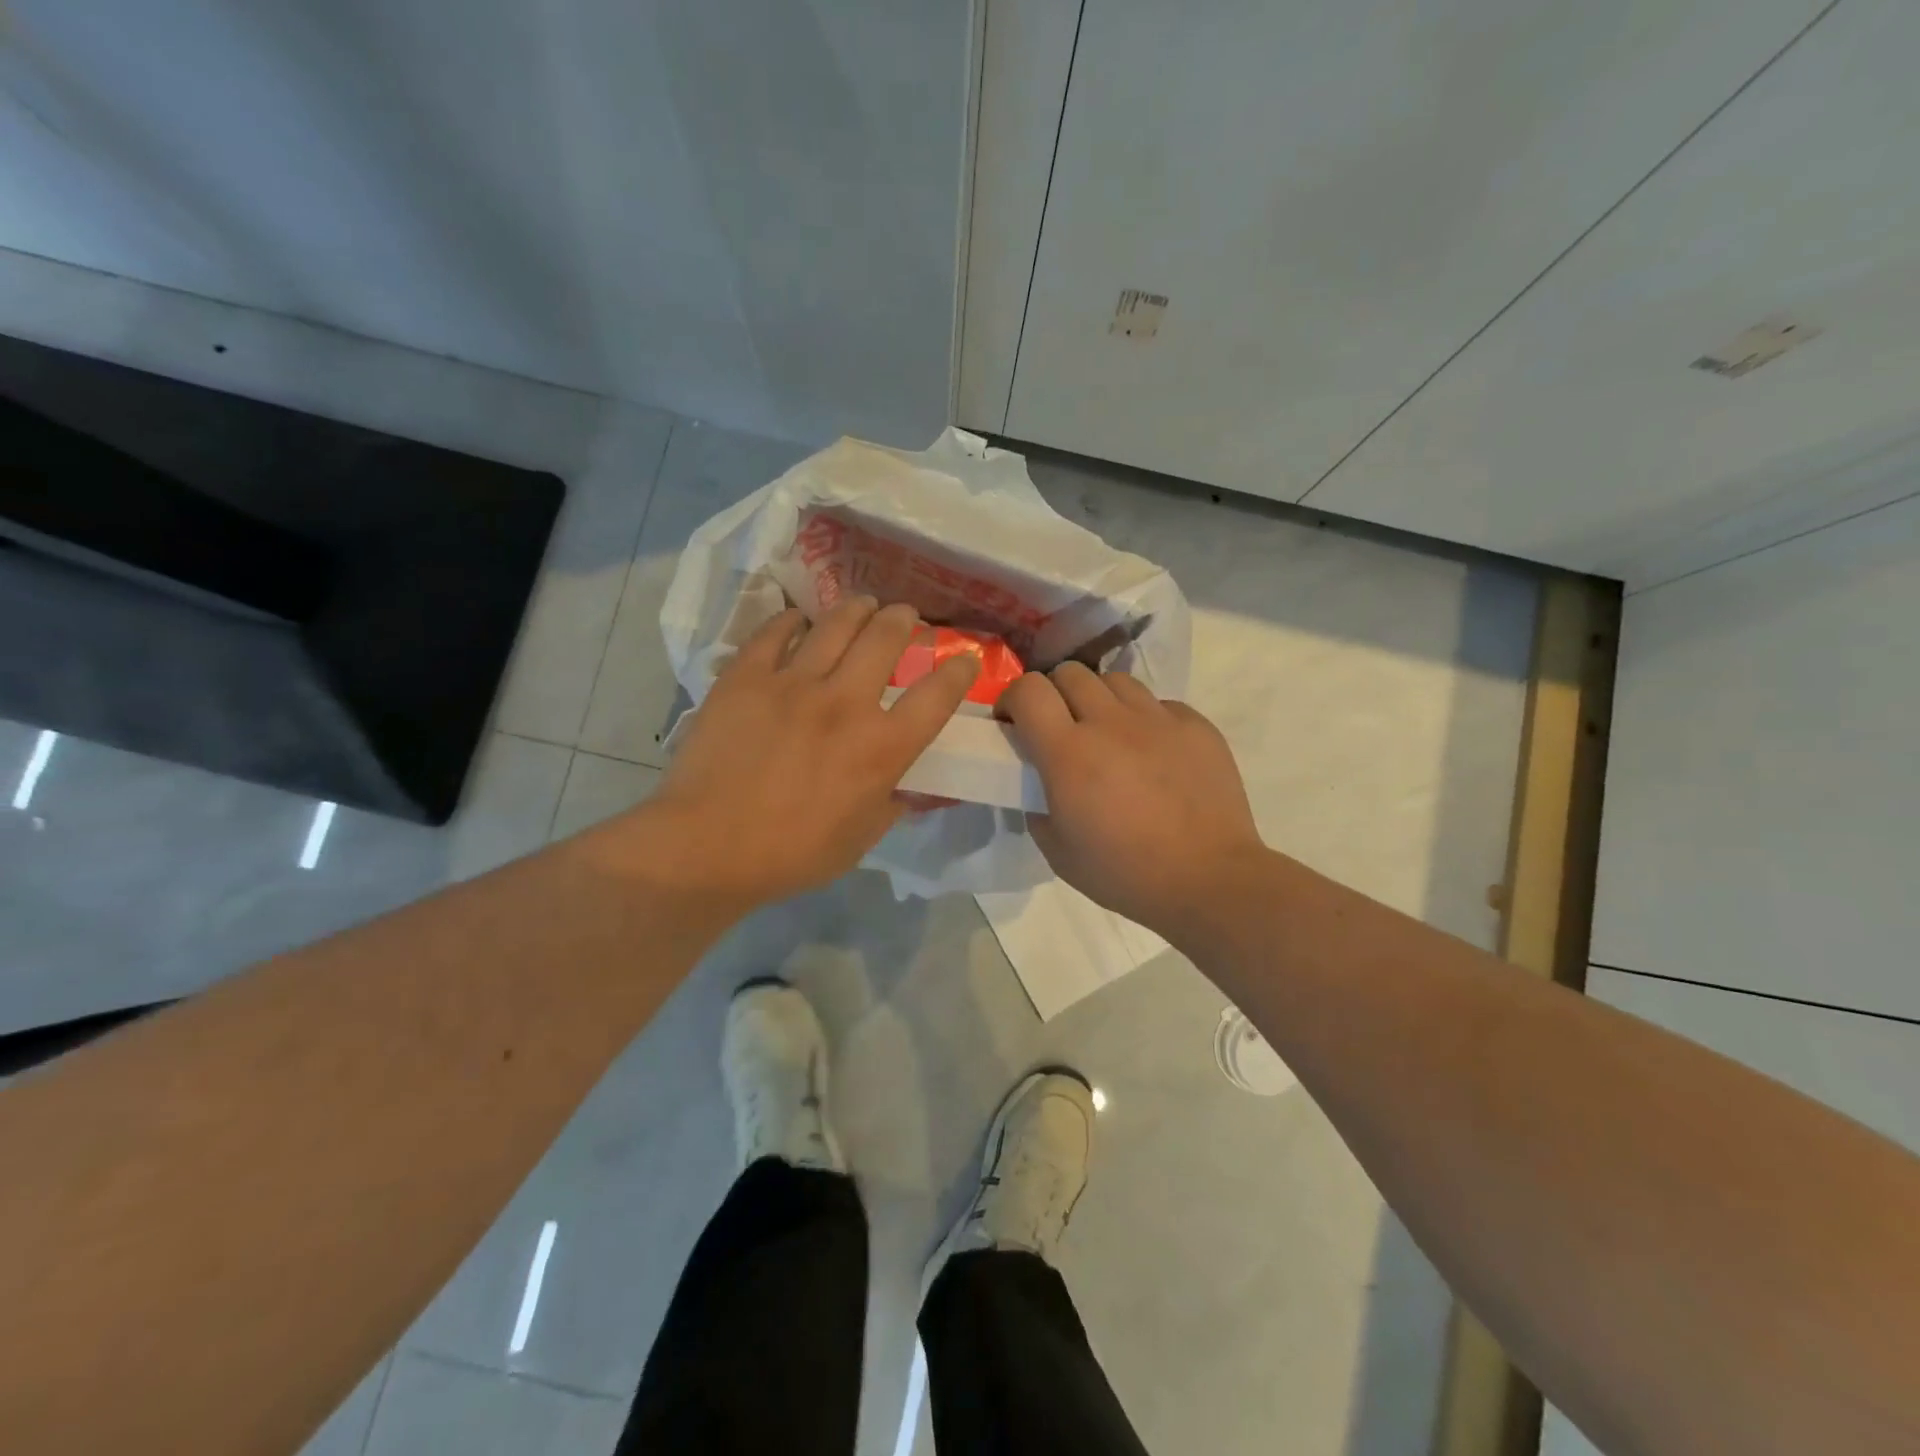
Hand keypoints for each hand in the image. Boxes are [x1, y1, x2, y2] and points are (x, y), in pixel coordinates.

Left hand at [639, 597, 977, 907]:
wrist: (707, 846)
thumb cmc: (793, 853)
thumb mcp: (862, 838)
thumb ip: (894, 802)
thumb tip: (914, 786)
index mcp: (881, 747)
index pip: (937, 696)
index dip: (959, 671)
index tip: (965, 657)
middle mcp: (845, 702)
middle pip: (886, 639)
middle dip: (904, 619)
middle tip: (906, 614)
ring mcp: (793, 683)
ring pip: (836, 624)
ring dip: (858, 608)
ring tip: (864, 603)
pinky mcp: (747, 677)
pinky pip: (775, 632)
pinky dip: (792, 621)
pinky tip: (799, 620)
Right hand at [1000, 665, 1265, 939]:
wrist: (1209, 880)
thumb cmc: (1125, 873)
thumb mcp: (1058, 852)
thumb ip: (1037, 807)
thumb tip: (1040, 784)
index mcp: (1069, 753)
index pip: (1028, 691)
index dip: (1012, 699)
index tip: (1012, 722)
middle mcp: (1111, 723)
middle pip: (1070, 673)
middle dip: (1053, 693)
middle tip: (1059, 726)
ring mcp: (1158, 719)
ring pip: (1115, 680)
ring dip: (1099, 699)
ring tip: (1106, 732)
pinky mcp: (1195, 725)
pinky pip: (1158, 703)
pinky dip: (1144, 718)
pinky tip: (1151, 750)